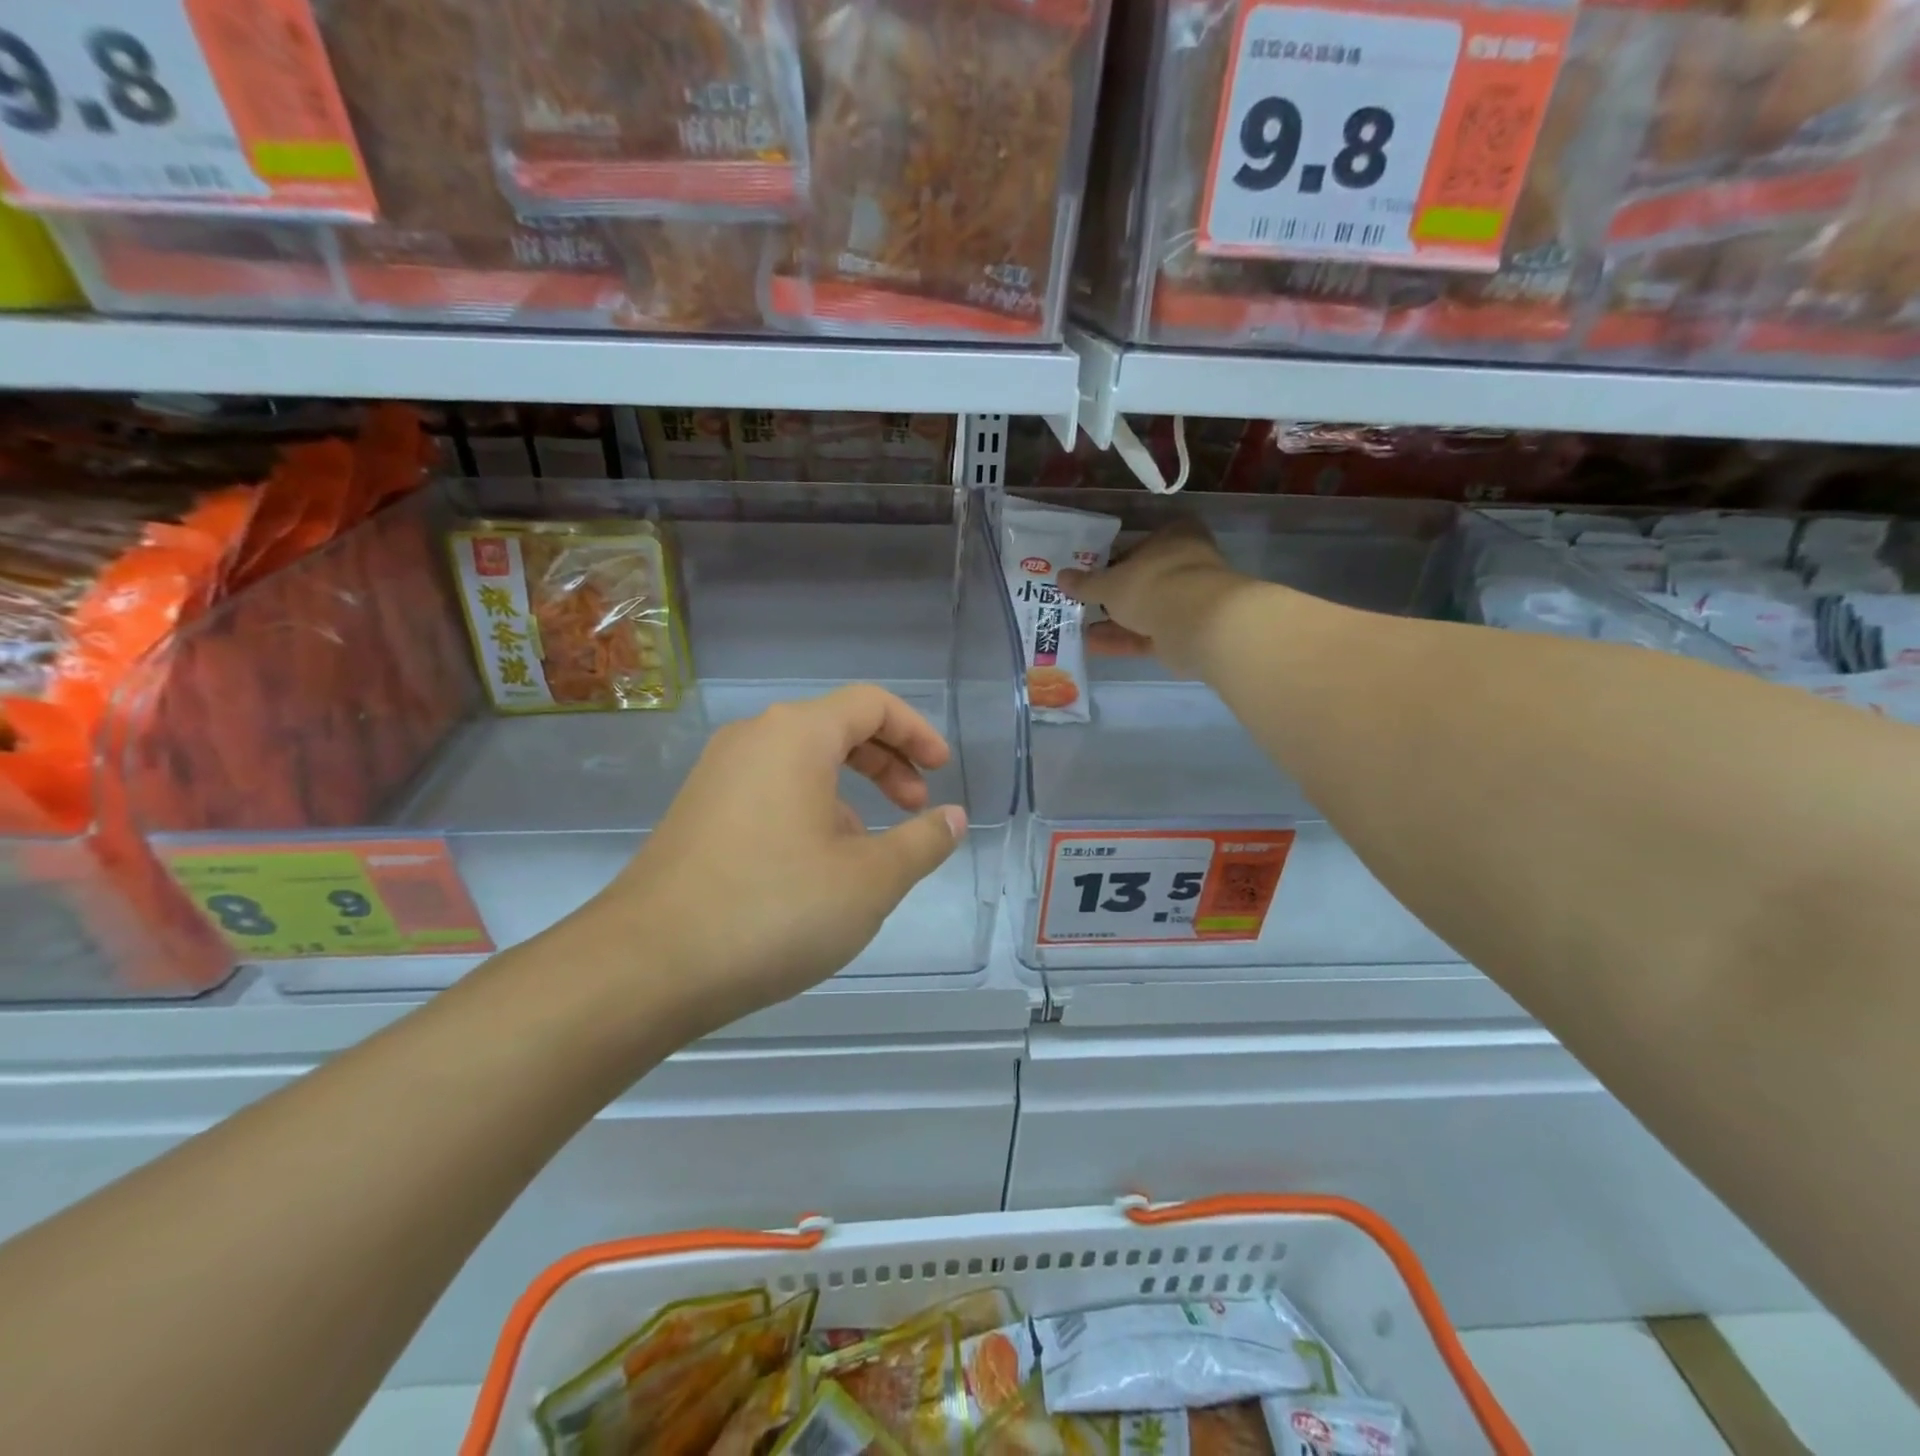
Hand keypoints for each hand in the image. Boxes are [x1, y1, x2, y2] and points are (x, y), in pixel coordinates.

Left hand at [577, 685, 966, 1037]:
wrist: (646, 966)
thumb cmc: (774, 908)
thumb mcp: (870, 880)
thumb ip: (922, 842)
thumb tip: (953, 818)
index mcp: (796, 735)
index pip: (871, 704)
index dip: (917, 732)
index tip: (942, 771)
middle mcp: (752, 740)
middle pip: (836, 728)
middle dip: (887, 762)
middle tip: (915, 806)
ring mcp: (717, 776)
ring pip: (802, 764)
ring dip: (849, 792)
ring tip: (869, 849)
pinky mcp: (698, 813)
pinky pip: (770, 791)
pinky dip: (810, 810)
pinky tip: (816, 868)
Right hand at [1059, 518, 1246, 674]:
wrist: (1199, 624)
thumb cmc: (1155, 584)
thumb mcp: (1111, 582)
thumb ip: (1086, 583)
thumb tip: (1061, 576)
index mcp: (1174, 536)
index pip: (1140, 543)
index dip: (1113, 558)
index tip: (1090, 572)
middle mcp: (1185, 564)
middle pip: (1142, 579)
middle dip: (1112, 594)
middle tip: (1081, 602)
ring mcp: (1188, 600)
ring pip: (1144, 610)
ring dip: (1113, 621)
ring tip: (1079, 627)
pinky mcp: (1185, 632)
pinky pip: (1147, 634)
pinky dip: (1123, 639)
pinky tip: (1093, 645)